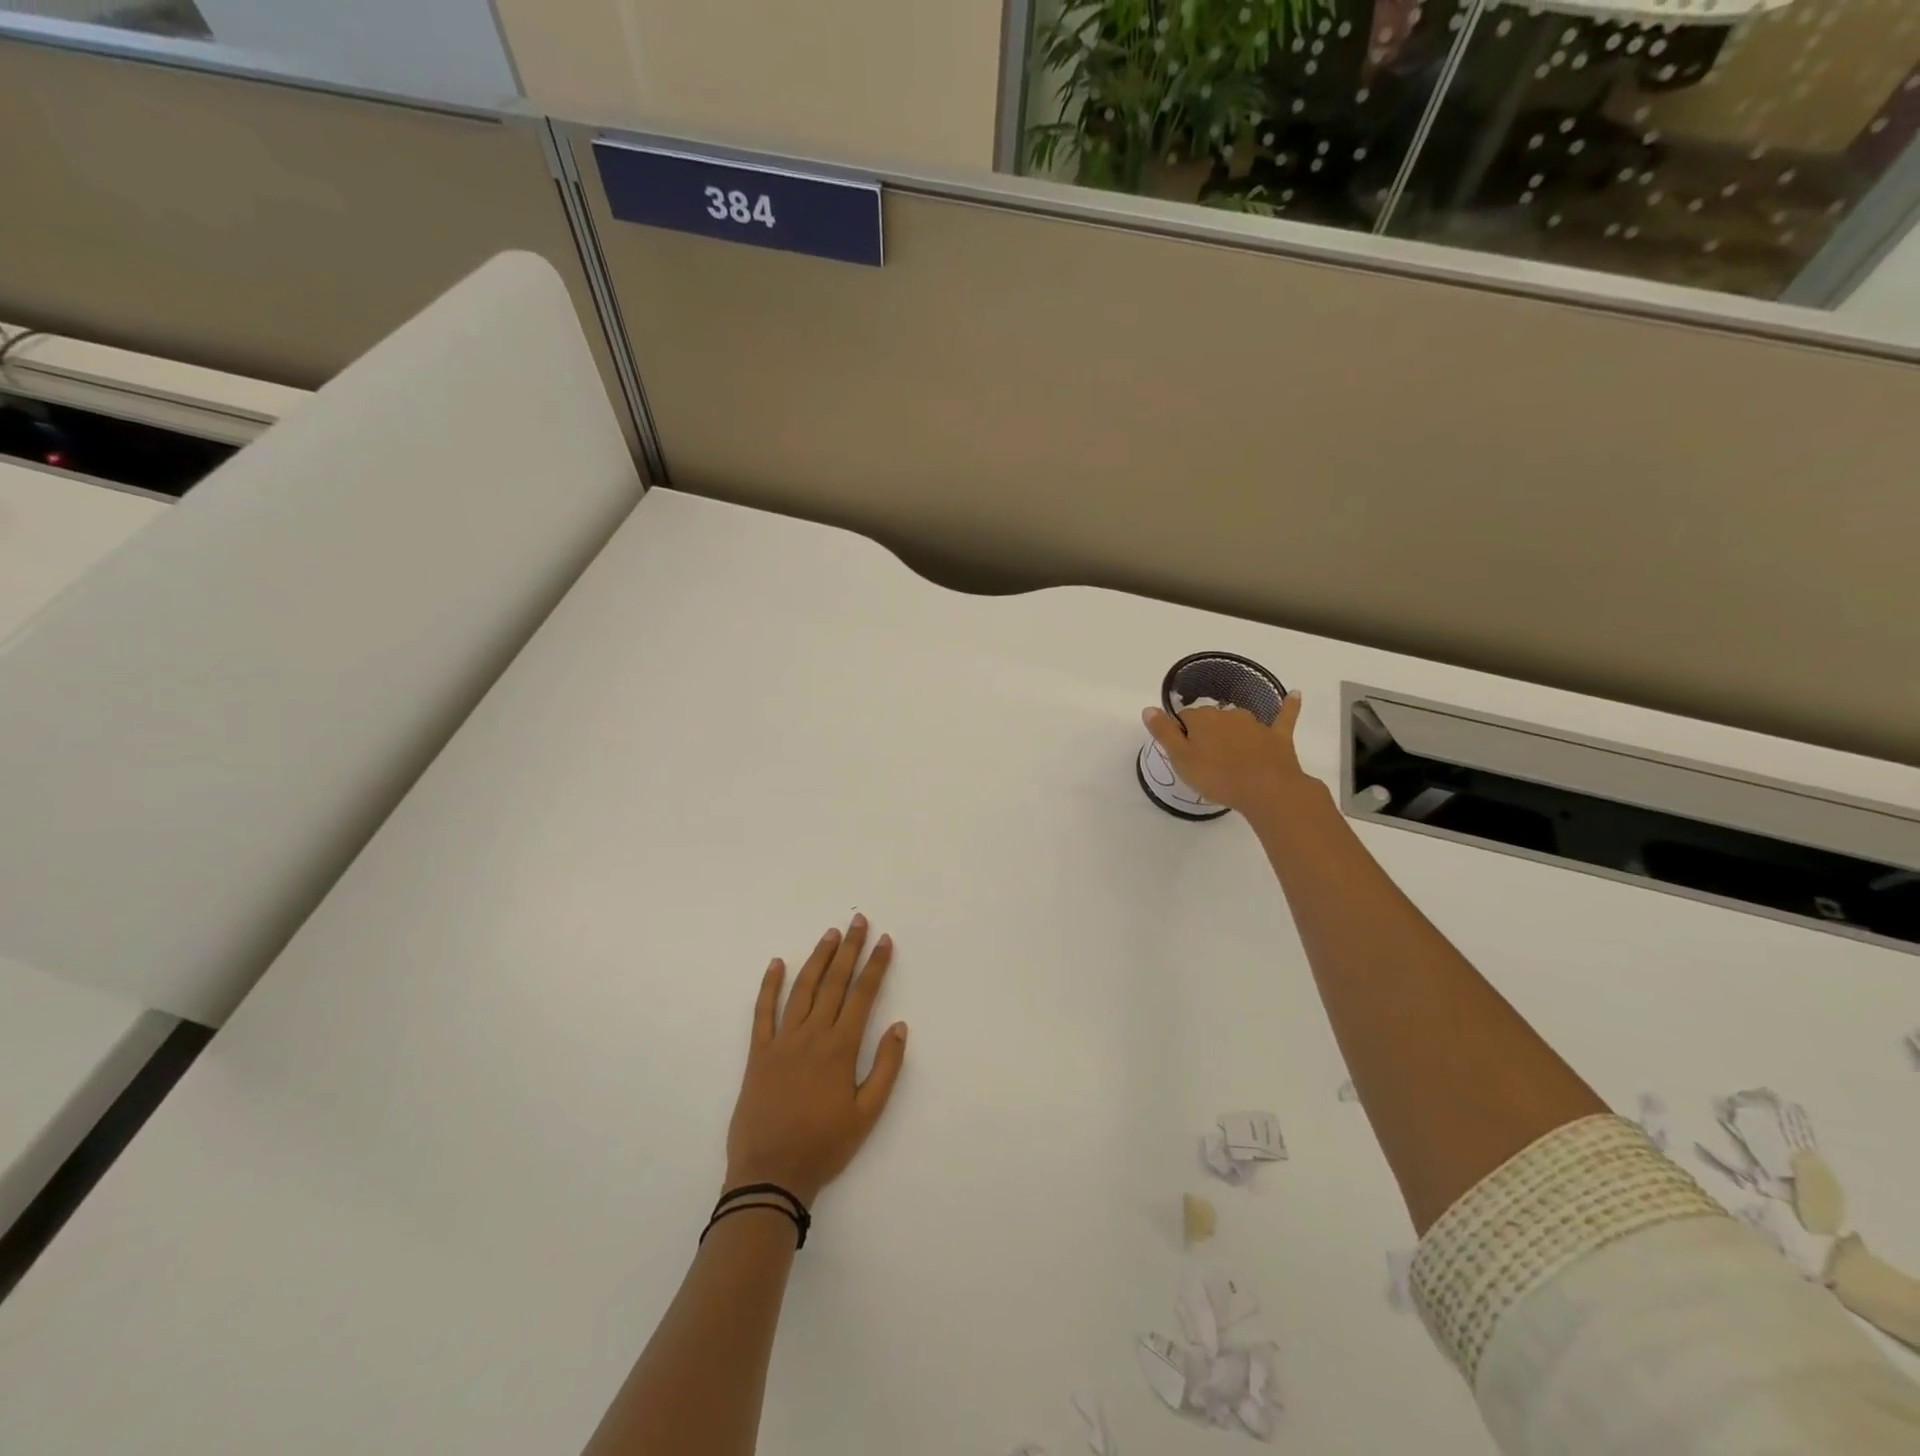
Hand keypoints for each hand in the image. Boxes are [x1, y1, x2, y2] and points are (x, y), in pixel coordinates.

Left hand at [724, 915, 907, 1206]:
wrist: (771, 1174)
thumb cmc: (825, 1145)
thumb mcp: (867, 1113)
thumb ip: (886, 1067)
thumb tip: (900, 1026)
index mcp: (841, 1048)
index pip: (863, 995)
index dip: (875, 965)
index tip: (884, 940)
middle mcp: (813, 1035)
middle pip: (834, 982)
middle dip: (849, 949)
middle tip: (858, 921)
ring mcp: (783, 1041)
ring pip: (803, 989)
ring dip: (818, 959)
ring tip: (830, 934)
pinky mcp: (759, 1053)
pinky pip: (763, 1012)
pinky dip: (770, 986)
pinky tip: (777, 964)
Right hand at [1141, 691, 1309, 821]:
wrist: (1266, 790)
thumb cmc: (1217, 777)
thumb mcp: (1180, 759)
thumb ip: (1163, 733)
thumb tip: (1148, 708)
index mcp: (1202, 719)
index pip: (1184, 718)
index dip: (1181, 735)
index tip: (1183, 754)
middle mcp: (1227, 714)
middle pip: (1211, 719)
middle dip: (1206, 733)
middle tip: (1204, 760)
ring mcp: (1255, 724)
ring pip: (1238, 721)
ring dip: (1232, 730)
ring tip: (1229, 754)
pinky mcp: (1278, 736)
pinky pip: (1284, 716)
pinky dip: (1289, 706)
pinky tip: (1295, 695)